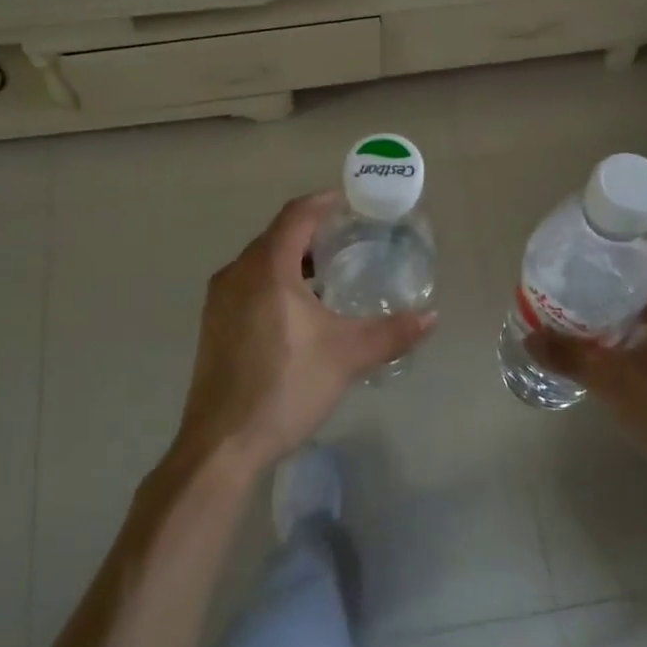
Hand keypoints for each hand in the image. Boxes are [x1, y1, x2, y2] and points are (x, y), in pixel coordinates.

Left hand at [174, 192, 436, 474]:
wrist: (222, 444)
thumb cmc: (285, 387)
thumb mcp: (346, 357)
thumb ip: (391, 332)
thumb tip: (432, 316)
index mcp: (266, 269)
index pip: (296, 216)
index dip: (325, 203)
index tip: (351, 202)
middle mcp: (236, 274)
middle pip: (277, 236)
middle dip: (313, 233)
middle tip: (350, 240)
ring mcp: (219, 301)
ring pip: (261, 263)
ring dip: (294, 260)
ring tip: (331, 275)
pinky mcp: (213, 325)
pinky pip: (249, 286)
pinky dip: (276, 282)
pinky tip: (300, 310)